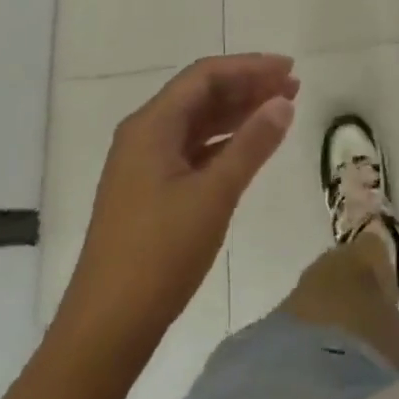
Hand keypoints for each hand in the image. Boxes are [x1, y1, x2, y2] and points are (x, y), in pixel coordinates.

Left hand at [67, 55, 297, 347]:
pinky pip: (191, 149)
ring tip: (280, 111)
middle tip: (293, 88)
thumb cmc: (160, 255)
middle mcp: (144, 134)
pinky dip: (223, 142)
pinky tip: (249, 149)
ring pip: (197, 122)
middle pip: (201, 94)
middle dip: (247, 87)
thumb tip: (283, 103)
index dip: (250, 67)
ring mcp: (143, 164)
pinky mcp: (148, 191)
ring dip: (237, 113)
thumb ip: (251, 144)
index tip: (289, 68)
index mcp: (151, 125)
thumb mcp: (214, 195)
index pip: (205, 75)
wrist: (105, 331)